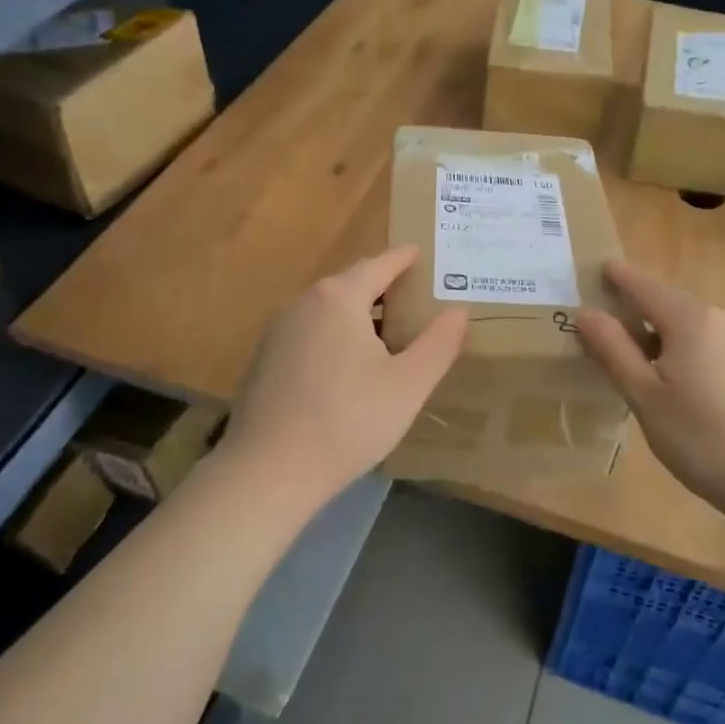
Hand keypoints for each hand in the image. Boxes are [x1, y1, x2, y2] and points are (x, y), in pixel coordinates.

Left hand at [218, 246, 467, 505]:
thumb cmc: (348, 420)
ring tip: (387, 331)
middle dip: (382, 286)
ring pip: (328, 310)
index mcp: (339, 298)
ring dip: (357, 313)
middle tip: (414, 295)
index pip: (379, 264)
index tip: (420, 253)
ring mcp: (278, 330)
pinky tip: (348, 367)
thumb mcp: (408, 384)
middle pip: (351, 284)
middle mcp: (304, 302)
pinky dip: (334, 335)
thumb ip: (438, 343)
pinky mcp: (265, 359)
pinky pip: (310, 332)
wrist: (269, 470)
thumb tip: (459, 311)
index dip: (403, 259)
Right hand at [575, 260, 724, 528]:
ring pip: (691, 326)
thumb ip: (613, 350)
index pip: (644, 285)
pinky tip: (678, 384)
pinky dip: (686, 351)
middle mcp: (721, 318)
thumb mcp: (645, 398)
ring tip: (636, 363)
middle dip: (636, 311)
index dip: (618, 277)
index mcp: (690, 319)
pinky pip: (711, 344)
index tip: (597, 269)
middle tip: (604, 330)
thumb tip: (587, 312)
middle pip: (668, 304)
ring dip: (661, 335)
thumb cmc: (704, 439)